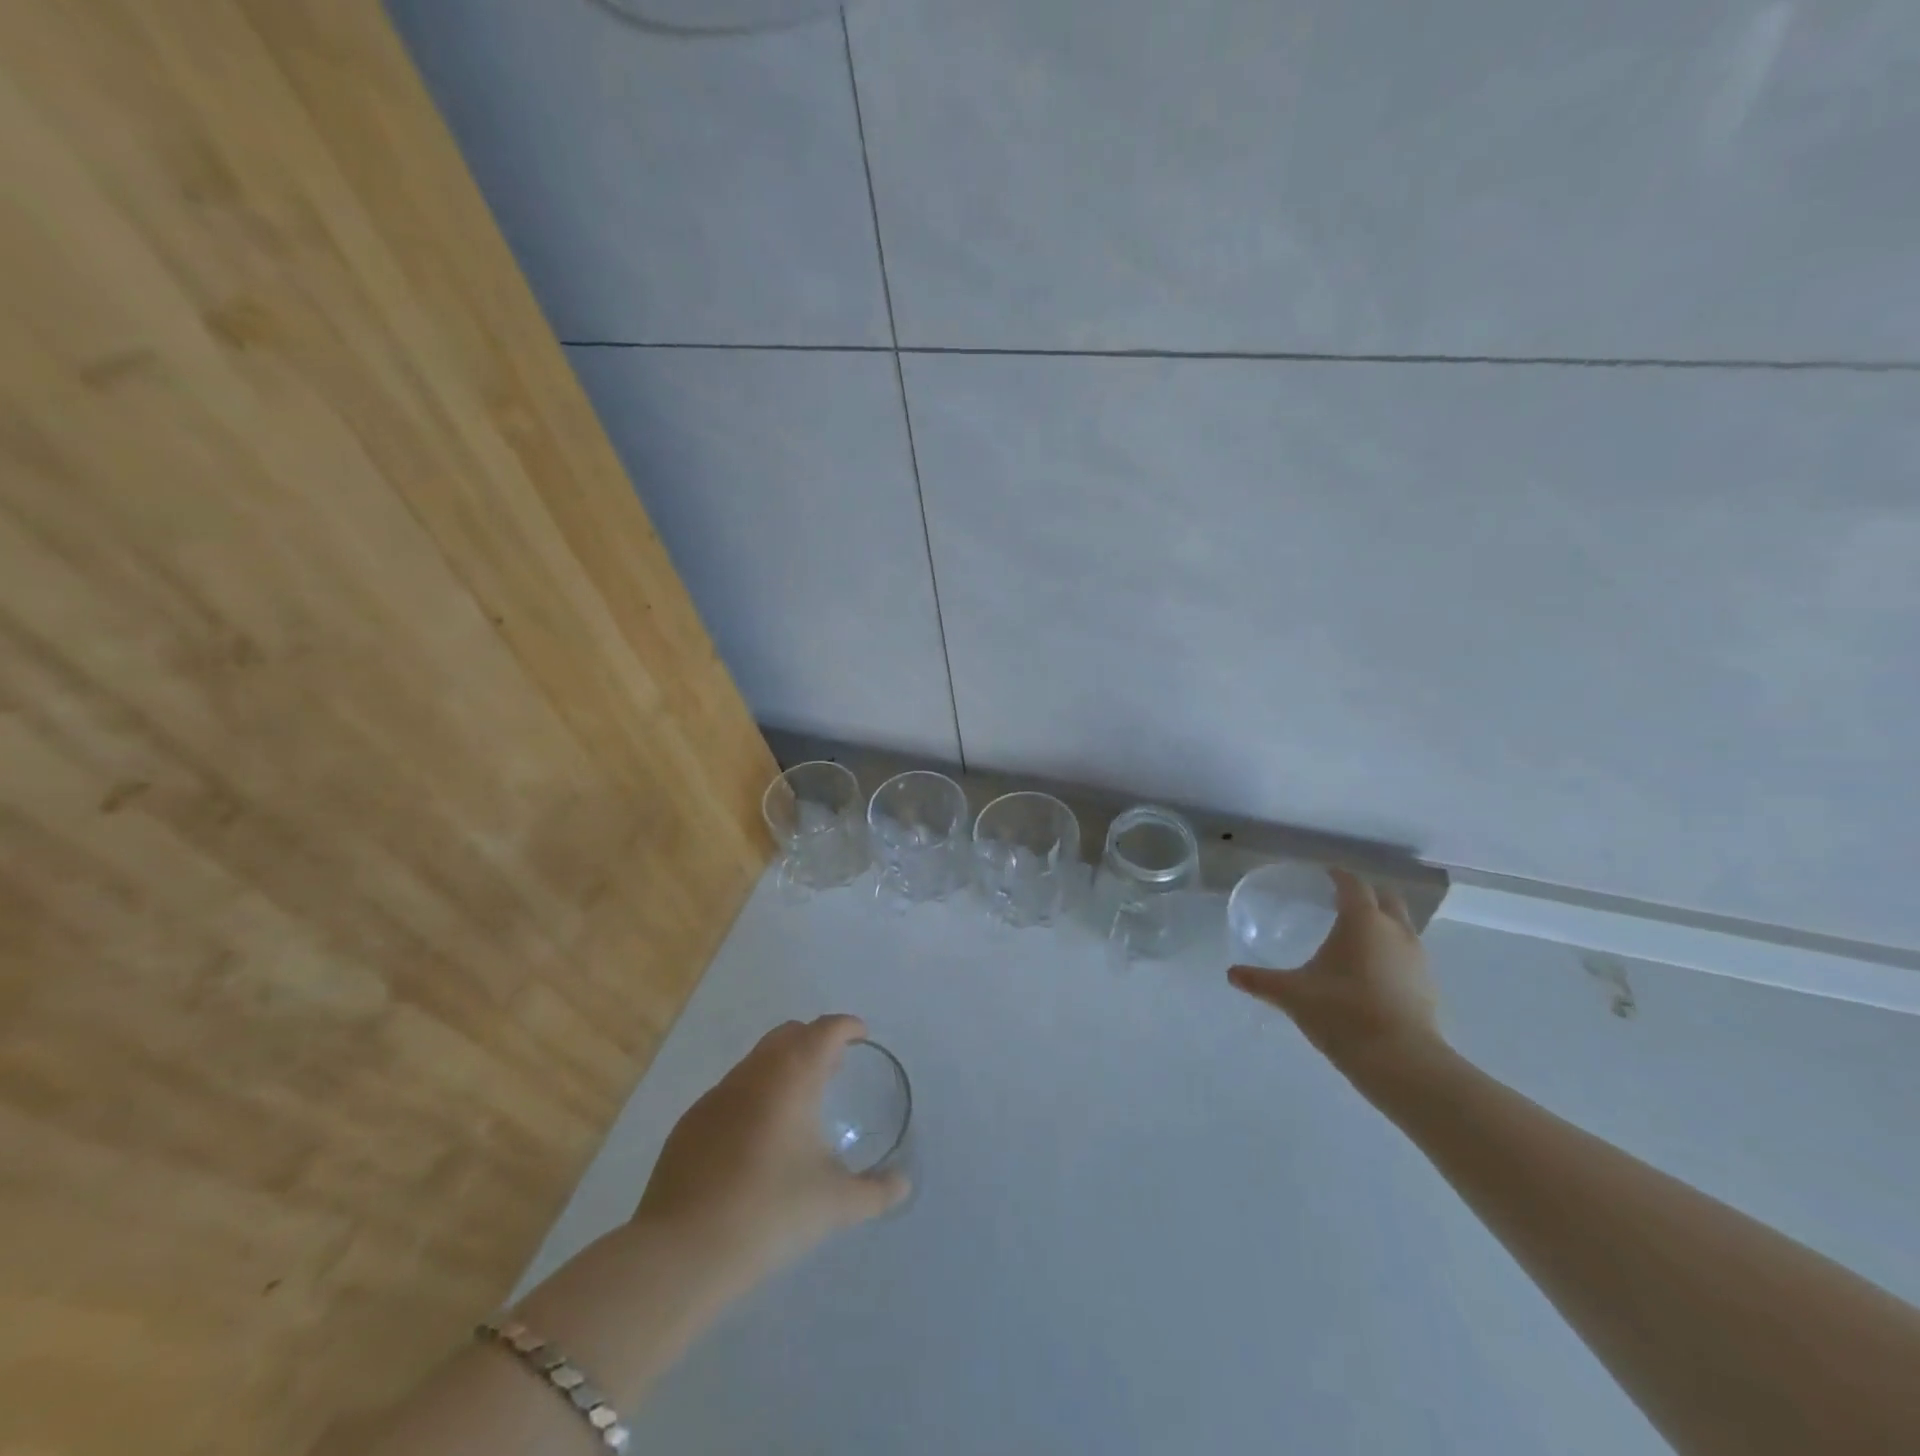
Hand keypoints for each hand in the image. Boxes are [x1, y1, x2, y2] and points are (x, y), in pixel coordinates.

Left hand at [633, 1014, 909, 1290]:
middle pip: (788, 1034)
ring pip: (757, 1061)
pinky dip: (753, 1097)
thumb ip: (875, 1192)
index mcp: (792, 1076)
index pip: (825, 1029)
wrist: (682, 1252)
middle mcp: (754, 1073)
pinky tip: (757, 1140)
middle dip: (814, 1041)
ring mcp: (716, 1096)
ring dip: (782, 1068)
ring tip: (799, 1104)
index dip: (847, 1027)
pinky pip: (731, 1093)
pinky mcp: (690, 1124)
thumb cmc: (769, 1212)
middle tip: (834, 1068)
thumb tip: (902, 1185)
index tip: (861, 1036)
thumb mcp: (835, 1205)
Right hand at [1228, 868, 1443, 1080]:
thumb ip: (1261, 981)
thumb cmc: (1342, 1012)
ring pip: (1402, 926)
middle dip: (1367, 895)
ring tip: (1356, 937)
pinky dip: (1392, 952)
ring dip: (1383, 924)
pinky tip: (1372, 972)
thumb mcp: (1292, 995)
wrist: (1400, 1061)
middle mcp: (1394, 931)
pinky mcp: (1428, 986)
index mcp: (1362, 921)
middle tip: (1341, 902)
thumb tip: (1231, 974)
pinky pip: (1408, 955)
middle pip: (1386, 898)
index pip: (1353, 884)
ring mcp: (1417, 958)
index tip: (1325, 875)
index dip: (1338, 876)